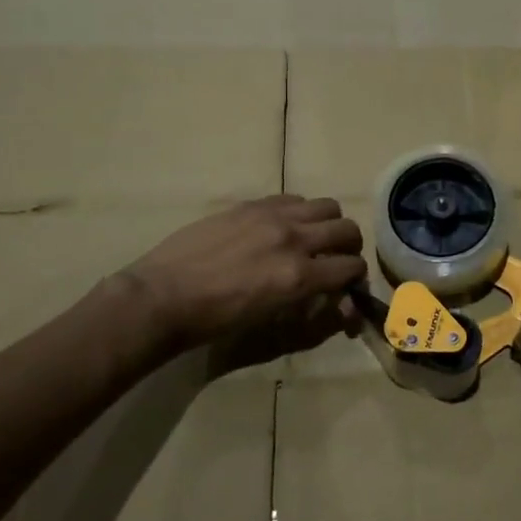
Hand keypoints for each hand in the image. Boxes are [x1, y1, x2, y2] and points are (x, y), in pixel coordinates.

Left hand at [117, 196, 366, 355]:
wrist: (163, 296)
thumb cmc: (215, 321)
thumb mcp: (270, 322)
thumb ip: (309, 307)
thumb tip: (337, 304)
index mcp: (299, 276)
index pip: (351, 267)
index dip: (356, 279)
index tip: (348, 287)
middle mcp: (294, 239)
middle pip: (347, 229)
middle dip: (350, 247)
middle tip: (337, 260)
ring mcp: (272, 216)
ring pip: (326, 205)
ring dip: (328, 224)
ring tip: (312, 238)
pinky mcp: (251, 204)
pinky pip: (292, 198)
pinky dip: (299, 212)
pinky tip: (282, 227)